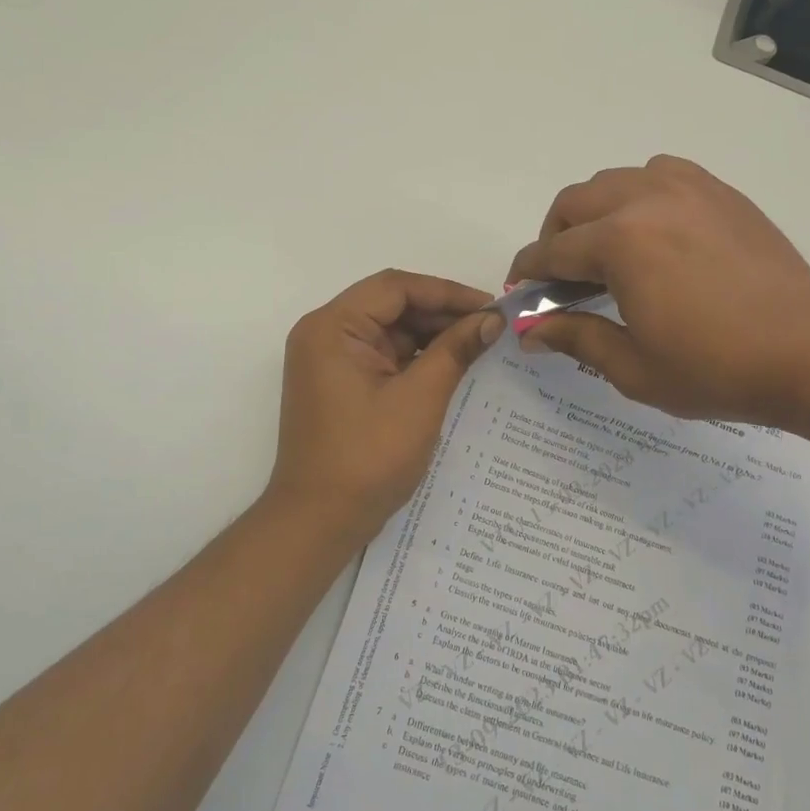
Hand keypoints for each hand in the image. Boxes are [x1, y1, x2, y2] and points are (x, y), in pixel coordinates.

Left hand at [266, 269, 502, 543]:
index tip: (490, 306)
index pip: (395, 288)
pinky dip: (415, 358)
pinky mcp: (339, 384)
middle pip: (390, 306)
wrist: (318, 522)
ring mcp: (329, 361)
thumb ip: (455, 350)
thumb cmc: (367, 457)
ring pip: (389, 331)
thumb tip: (491, 319)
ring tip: (478, 345)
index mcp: (332, 327)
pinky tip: (452, 365)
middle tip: (490, 327)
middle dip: (440, 314)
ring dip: (431, 336)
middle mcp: (324, 334)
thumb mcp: (419, 399)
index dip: (446, 292)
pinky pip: (382, 356)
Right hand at [507, 155, 809, 430]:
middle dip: (555, 236)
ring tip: (606, 251)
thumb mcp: (634, 367)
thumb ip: (575, 338)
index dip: (529, 272)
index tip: (519, 290)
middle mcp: (648, 199)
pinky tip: (652, 231)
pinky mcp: (720, 193)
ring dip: (595, 211)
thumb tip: (531, 332)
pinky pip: (661, 174)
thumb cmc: (716, 369)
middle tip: (561, 277)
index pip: (553, 250)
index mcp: (621, 242)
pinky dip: (639, 194)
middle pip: (575, 202)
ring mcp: (689, 189)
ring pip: (616, 180)